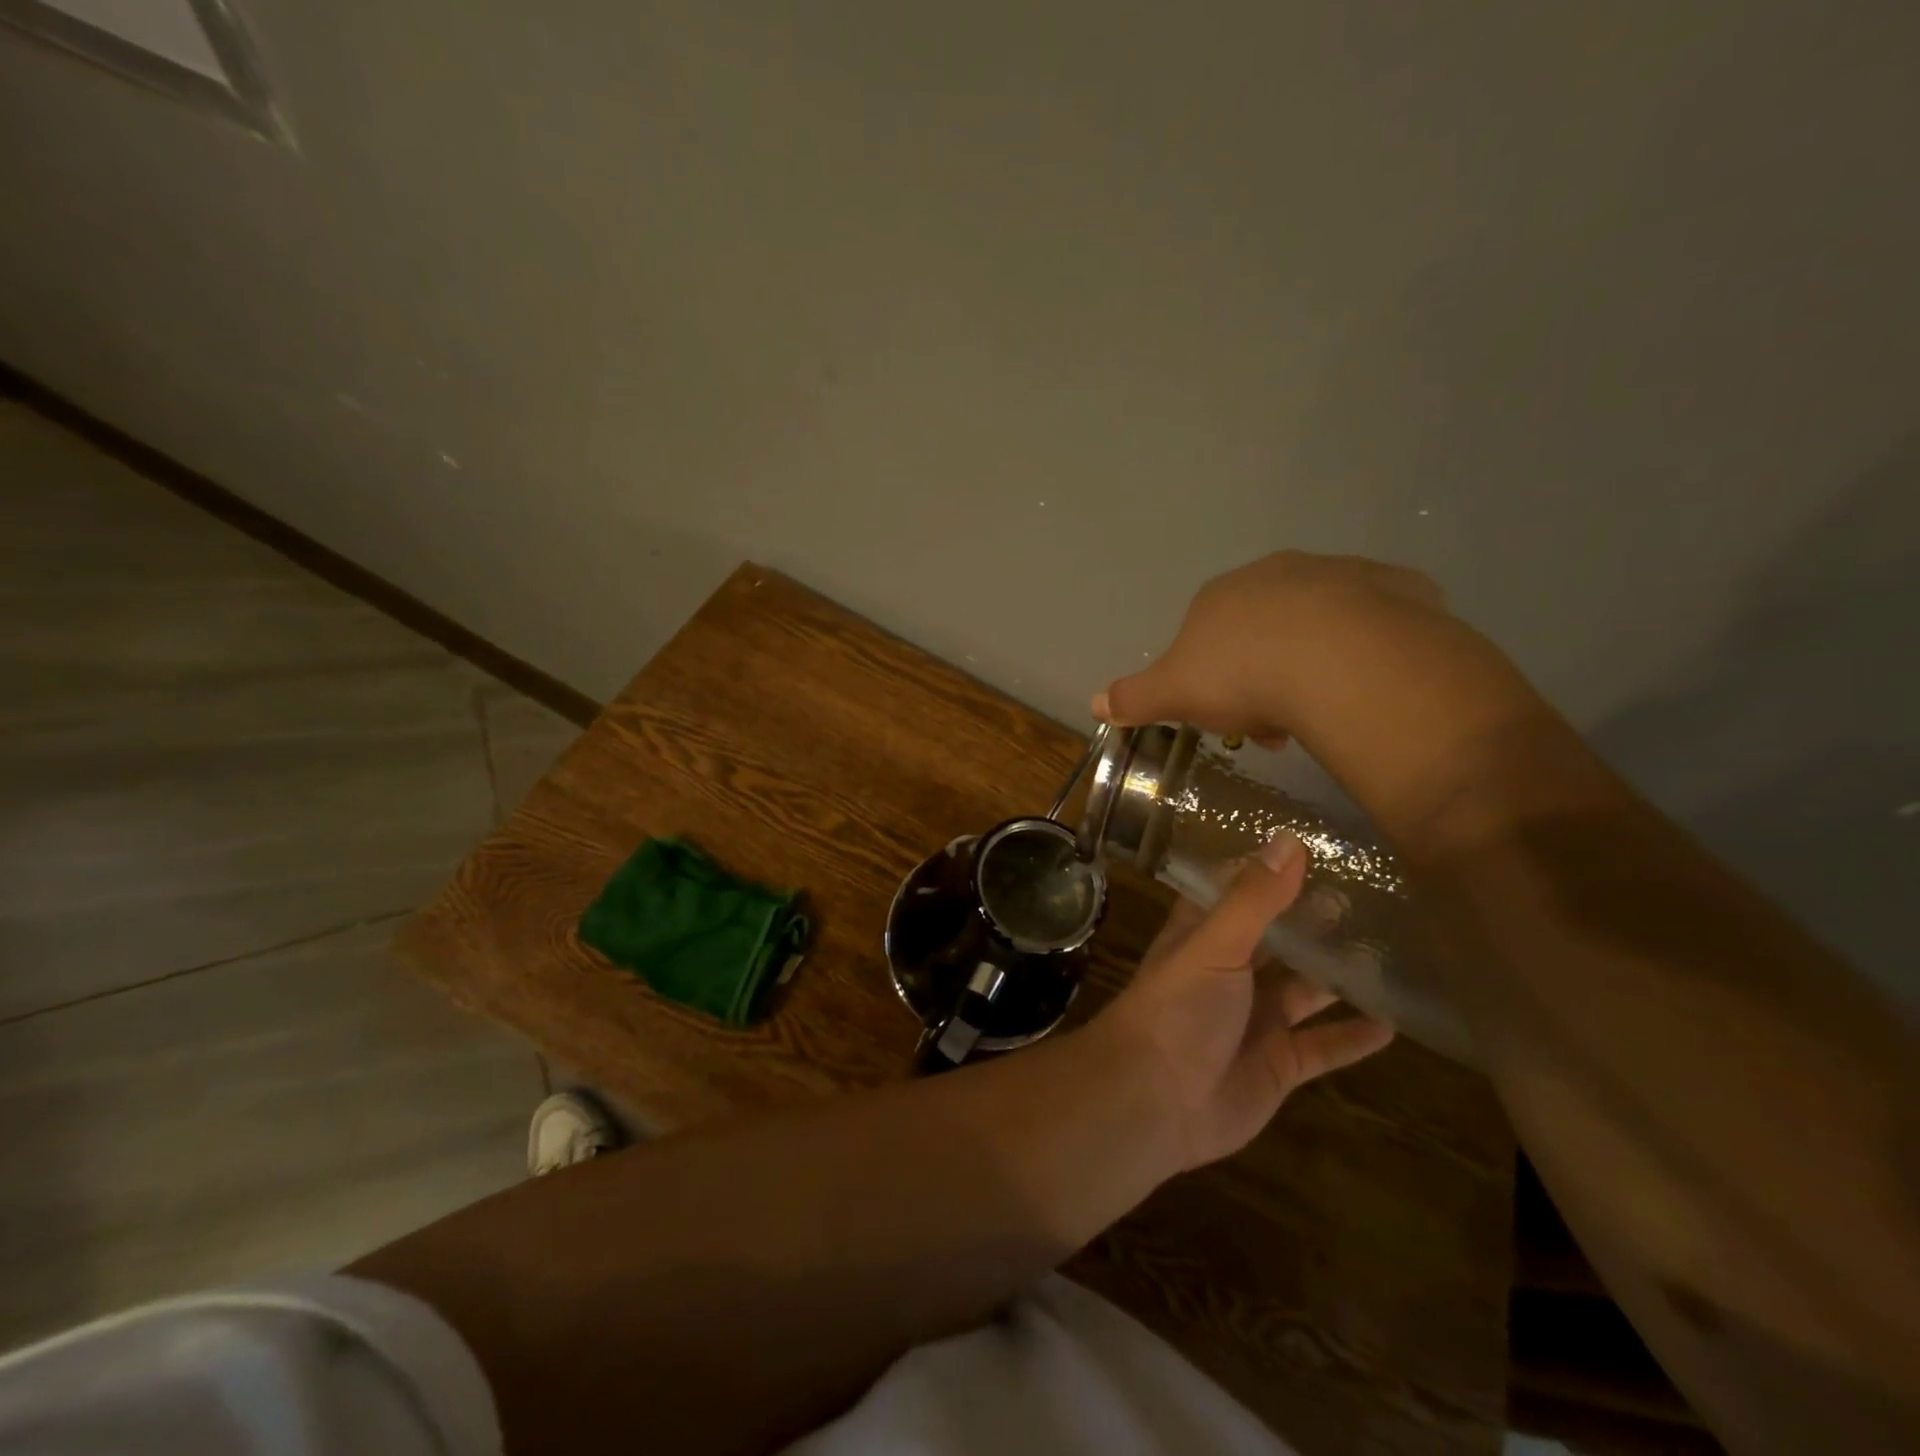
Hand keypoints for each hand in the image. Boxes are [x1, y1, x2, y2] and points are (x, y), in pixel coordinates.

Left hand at [1091, 832, 1393, 1170]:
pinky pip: (1324, 1046)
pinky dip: (1353, 1036)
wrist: (1156, 1100)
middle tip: (1371, 894)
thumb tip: (1289, 839)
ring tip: (1392, 948)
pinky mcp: (1278, 1064)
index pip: (1237, 892)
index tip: (1314, 844)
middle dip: (1314, 921)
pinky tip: (1395, 1021)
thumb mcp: (1215, 944)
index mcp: (1204, 935)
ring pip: (1305, 990)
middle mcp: (1230, 971)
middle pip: (1278, 940)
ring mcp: (1255, 1019)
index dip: (1269, 871)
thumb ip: (1254, 898)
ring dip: (1340, 974)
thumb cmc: (1178, 1007)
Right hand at [1094, 551, 1450, 740]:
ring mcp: (1339, 574)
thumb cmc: (1242, 674)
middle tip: (1274, 724)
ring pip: (1319, 623)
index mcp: (1220, 595)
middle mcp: (1276, 572)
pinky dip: (1368, 648)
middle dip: (1264, 673)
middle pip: (1264, 628)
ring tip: (1321, 711)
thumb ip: (1134, 697)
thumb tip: (1094, 704)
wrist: (1339, 659)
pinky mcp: (1396, 586)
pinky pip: (1377, 621)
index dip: (1213, 680)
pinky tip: (1367, 681)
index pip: (1207, 635)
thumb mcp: (1173, 694)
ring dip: (1314, 663)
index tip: (1228, 718)